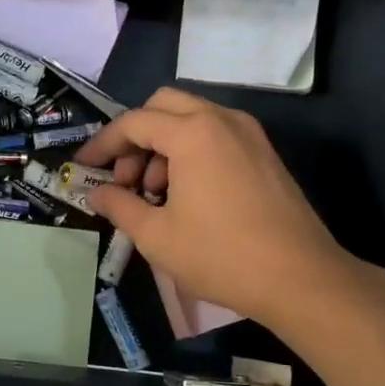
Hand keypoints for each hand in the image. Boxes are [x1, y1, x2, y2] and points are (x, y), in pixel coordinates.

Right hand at [74, 88, 350, 325]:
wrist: (301, 279)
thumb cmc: (221, 255)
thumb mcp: (156, 236)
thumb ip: (119, 206)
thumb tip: (96, 192)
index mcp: (192, 133)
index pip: (133, 123)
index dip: (102, 143)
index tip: (83, 166)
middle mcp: (221, 119)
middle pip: (162, 106)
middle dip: (135, 136)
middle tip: (125, 178)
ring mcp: (248, 133)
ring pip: (191, 118)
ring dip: (162, 145)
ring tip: (154, 194)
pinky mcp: (264, 153)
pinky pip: (215, 135)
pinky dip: (190, 151)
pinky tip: (186, 194)